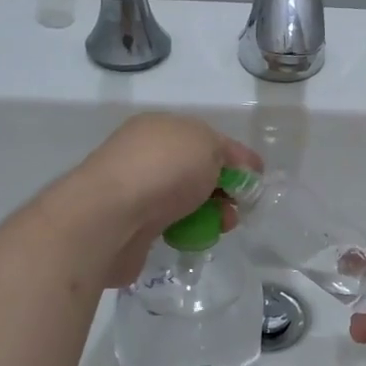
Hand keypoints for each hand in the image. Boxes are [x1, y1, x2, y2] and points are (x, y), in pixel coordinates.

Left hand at [72, 114, 263, 286]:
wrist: (109, 217)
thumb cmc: (164, 169)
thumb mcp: (209, 145)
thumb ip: (229, 153)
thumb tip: (238, 167)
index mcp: (161, 126)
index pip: (208, 138)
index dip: (236, 157)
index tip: (256, 180)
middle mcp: (145, 153)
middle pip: (196, 170)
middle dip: (223, 189)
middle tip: (237, 209)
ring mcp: (135, 189)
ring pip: (184, 200)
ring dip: (208, 213)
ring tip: (220, 228)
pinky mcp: (130, 224)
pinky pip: (168, 225)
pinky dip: (185, 231)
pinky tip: (193, 239)